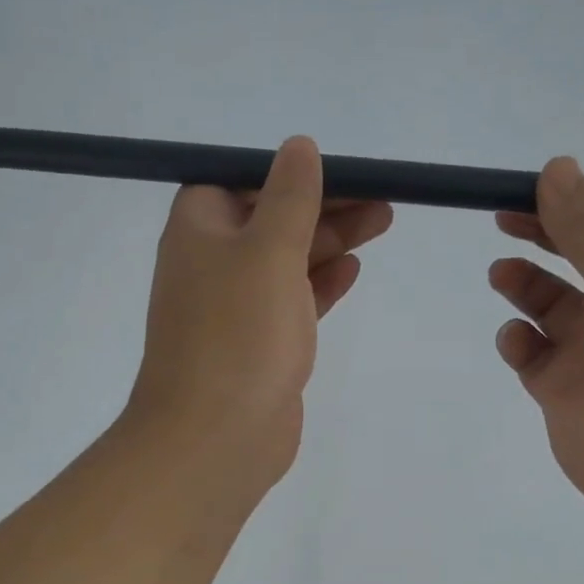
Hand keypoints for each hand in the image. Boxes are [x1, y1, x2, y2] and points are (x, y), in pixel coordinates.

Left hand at [125, 137, 392, 487]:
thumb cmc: (238, 332)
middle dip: (325, 205)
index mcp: (199, 229)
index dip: (288, 173)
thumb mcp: (268, 249)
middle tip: (383, 198)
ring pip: (287, 259)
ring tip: (384, 221)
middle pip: (271, 218)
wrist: (215, 437)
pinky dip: (320, 283)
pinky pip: (292, 300)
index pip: (241, 180)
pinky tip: (353, 269)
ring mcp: (233, 306)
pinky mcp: (257, 343)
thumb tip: (299, 146)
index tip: (340, 171)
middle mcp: (211, 262)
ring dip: (331, 240)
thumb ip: (289, 196)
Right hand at [489, 157, 583, 527]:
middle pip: (580, 261)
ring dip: (525, 285)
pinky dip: (518, 341)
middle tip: (502, 218)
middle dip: (543, 238)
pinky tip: (516, 340)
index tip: (531, 188)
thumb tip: (556, 165)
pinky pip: (532, 355)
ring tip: (501, 275)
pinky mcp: (565, 392)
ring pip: (550, 306)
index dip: (578, 205)